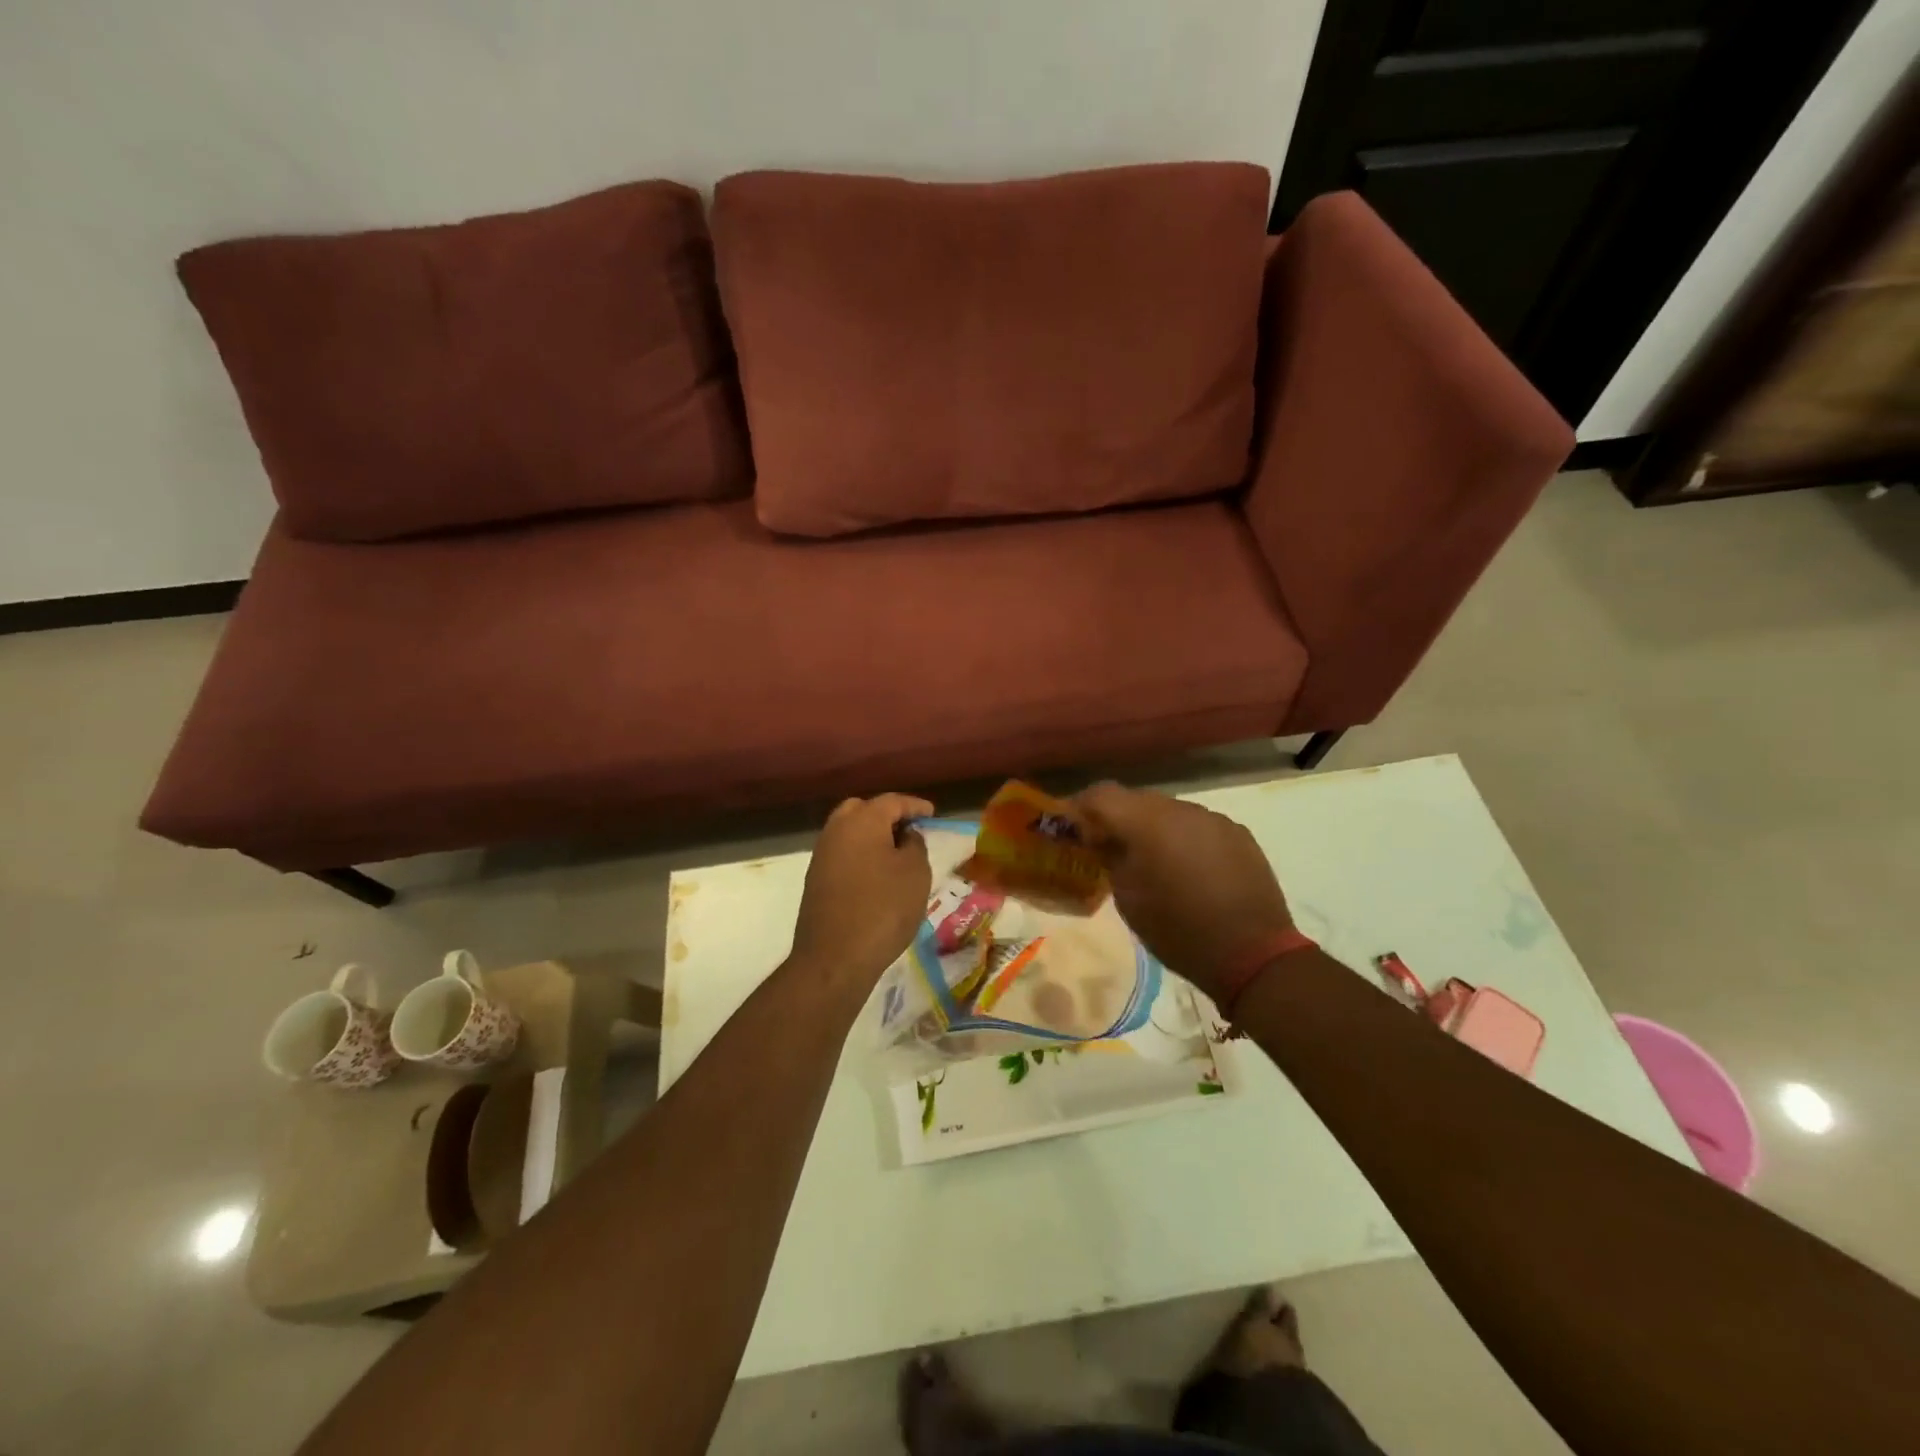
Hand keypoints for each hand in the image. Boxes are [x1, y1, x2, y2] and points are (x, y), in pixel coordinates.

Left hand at [791, 794, 934, 988]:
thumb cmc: (883, 909)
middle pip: (863, 810)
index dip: (915, 806)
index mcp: (862, 821)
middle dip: (887, 815)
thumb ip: (915, 845)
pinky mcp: (816, 880)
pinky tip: (877, 874)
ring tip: (896, 853)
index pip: (892, 801)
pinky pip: (842, 854)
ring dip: (872, 836)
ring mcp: (822, 856)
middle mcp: (836, 830)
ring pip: (849, 832)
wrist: (834, 958)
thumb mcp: (915, 874)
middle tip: (909, 830)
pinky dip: (860, 855)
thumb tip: (906, 836)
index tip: (932, 813)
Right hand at [1071, 782, 1294, 1001]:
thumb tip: (1101, 839)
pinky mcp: (1238, 834)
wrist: (1252, 954)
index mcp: (1148, 822)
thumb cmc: (1178, 930)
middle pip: (1136, 799)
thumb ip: (1111, 858)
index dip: (1080, 807)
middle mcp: (1181, 809)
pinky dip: (1182, 838)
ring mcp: (1214, 819)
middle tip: (1106, 846)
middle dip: (1117, 818)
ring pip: (1169, 811)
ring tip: (1149, 860)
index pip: (1101, 794)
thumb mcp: (1129, 899)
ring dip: (1152, 828)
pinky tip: (1186, 869)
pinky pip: (1198, 826)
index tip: (1071, 829)